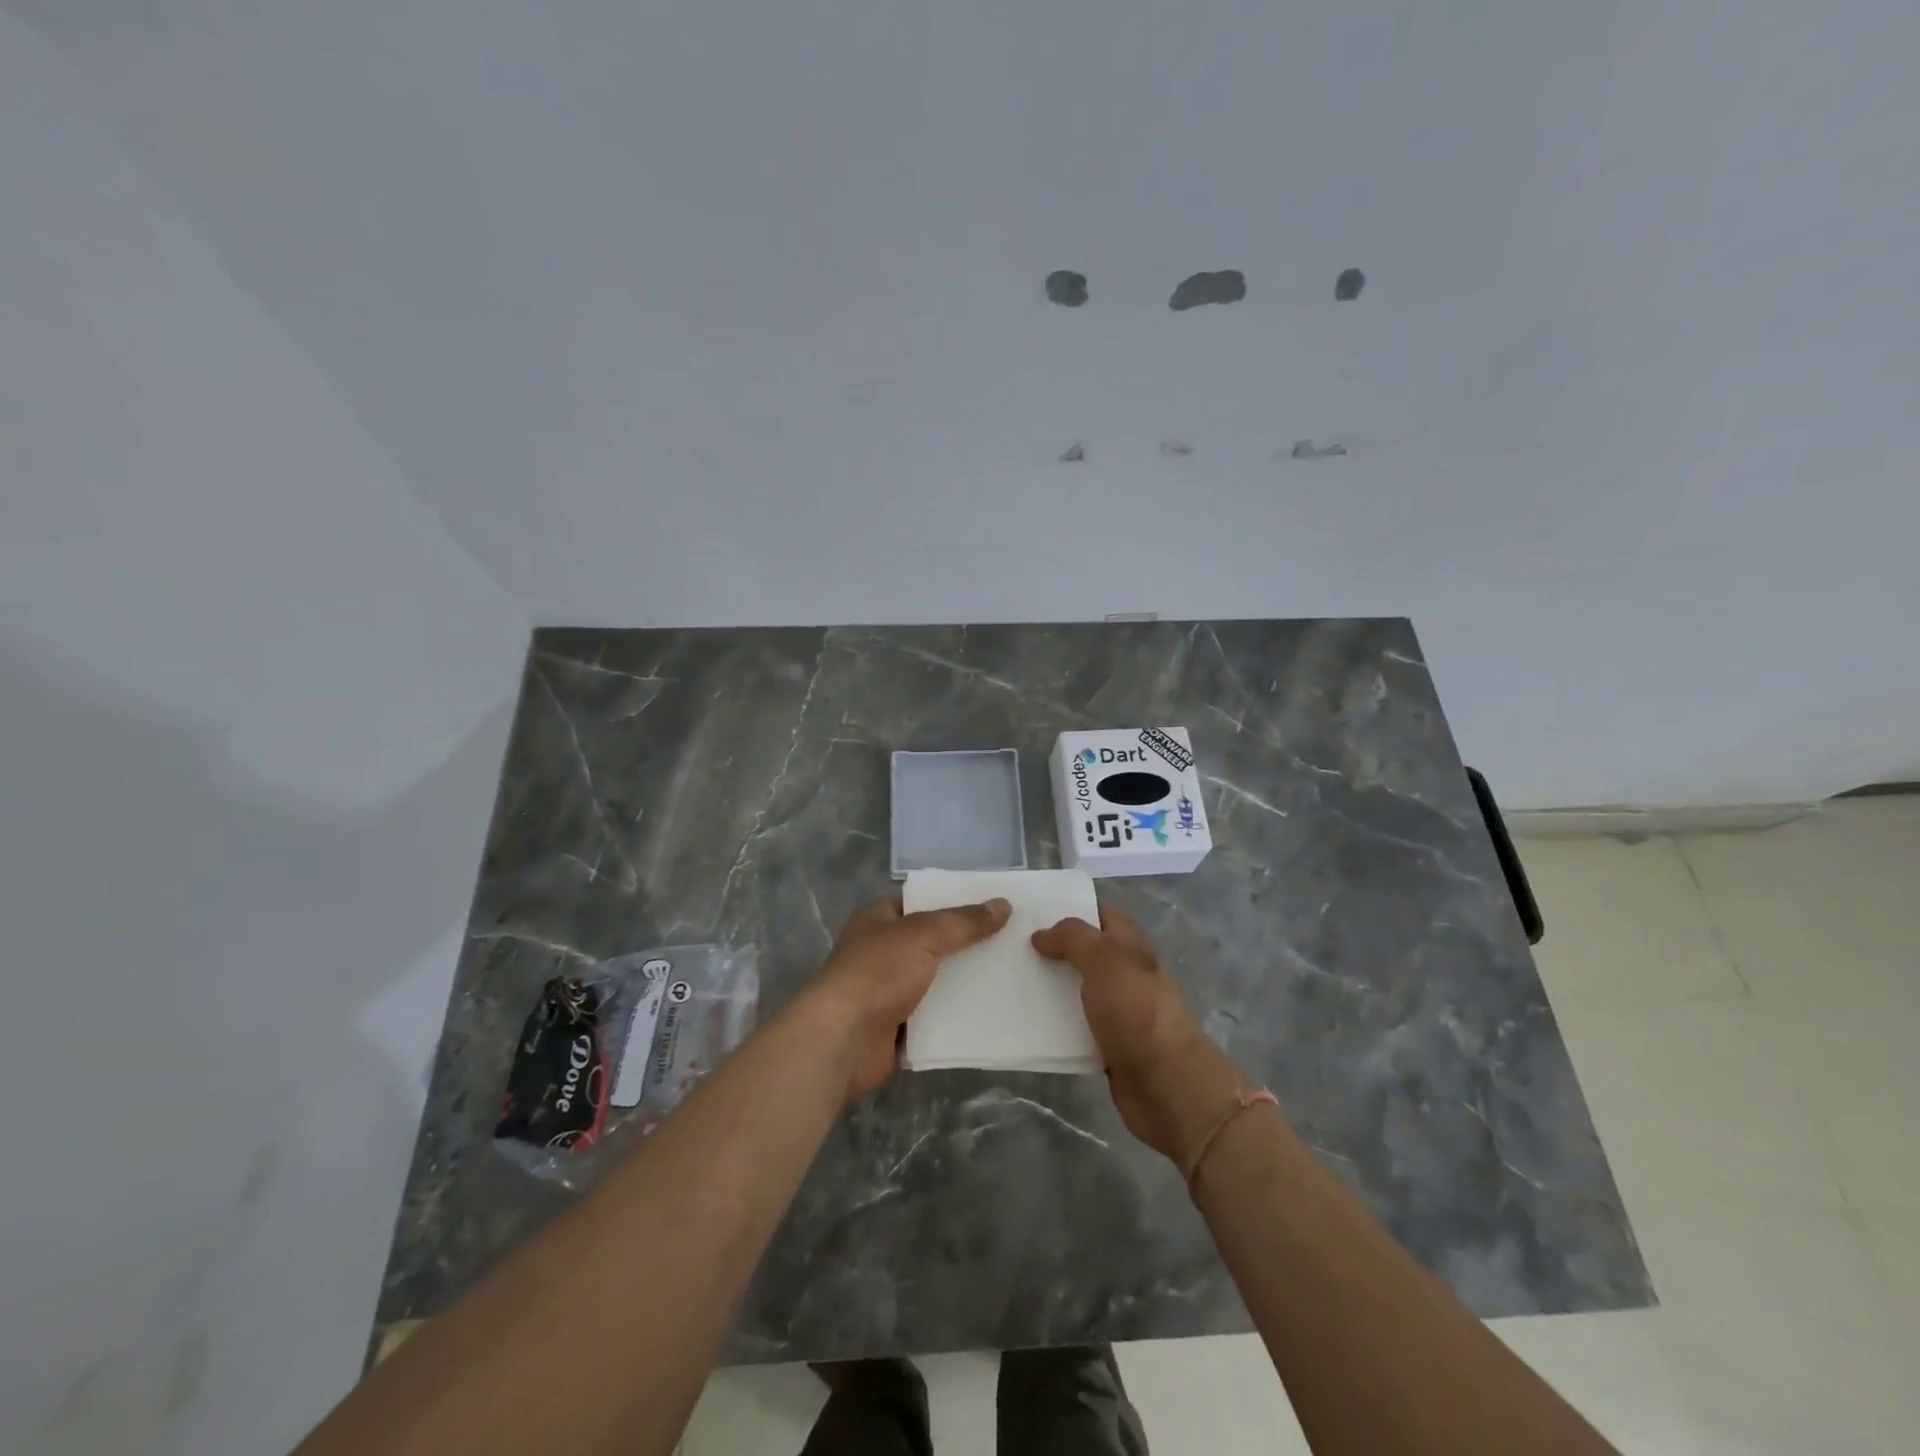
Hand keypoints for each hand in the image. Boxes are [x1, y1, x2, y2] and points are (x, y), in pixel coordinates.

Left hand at [809, 894, 1010, 1099]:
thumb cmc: (877, 974)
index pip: (922, 902)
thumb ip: (963, 922)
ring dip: (965, 981)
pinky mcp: (897, 1026)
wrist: (842, 1040)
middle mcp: (882, 950)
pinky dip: (957, 1015)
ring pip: (936, 980)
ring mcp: (888, 990)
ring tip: (1010, 974)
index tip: (995, 906)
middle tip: (1012, 941)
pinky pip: (935, 1015)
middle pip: (933, 941)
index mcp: (879, 918)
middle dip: (967, 943)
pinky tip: (992, 1011)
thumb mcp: (924, 935)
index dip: (956, 901)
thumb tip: (1003, 904)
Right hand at [1032, 906, 1245, 1163]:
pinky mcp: (1108, 1044)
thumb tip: (1041, 935)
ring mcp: (1118, 1011)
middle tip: (1011, 945)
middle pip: (1085, 952)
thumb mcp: (1105, 959)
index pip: (1101, 915)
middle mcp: (1126, 974)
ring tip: (1010, 980)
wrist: (1165, 1084)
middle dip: (1053, 948)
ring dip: (1050, 986)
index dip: (1071, 907)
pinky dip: (1056, 1023)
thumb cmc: (1136, 1011)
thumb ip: (1073, 939)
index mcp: (1131, 947)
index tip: (1032, 910)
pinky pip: (1076, 1025)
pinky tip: (1027, 1021)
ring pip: (1077, 989)